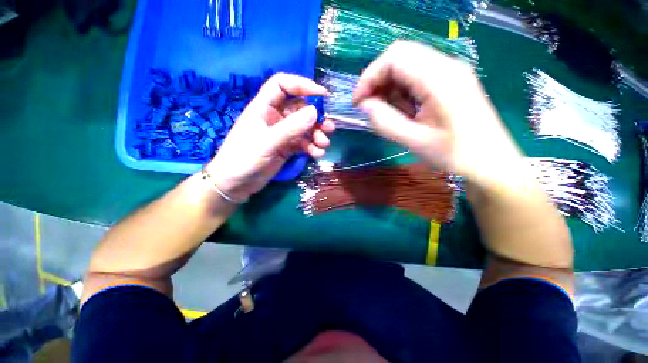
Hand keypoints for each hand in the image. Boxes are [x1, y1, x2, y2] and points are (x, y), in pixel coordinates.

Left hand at [205, 73, 335, 201]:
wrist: (236, 184)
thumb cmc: (244, 158)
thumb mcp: (268, 142)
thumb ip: (291, 127)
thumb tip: (315, 112)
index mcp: (264, 107)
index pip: (283, 85)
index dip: (302, 85)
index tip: (323, 95)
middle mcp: (275, 117)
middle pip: (300, 109)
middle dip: (316, 118)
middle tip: (329, 127)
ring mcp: (282, 134)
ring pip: (305, 128)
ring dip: (317, 134)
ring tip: (324, 144)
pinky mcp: (287, 148)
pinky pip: (303, 143)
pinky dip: (312, 147)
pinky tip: (317, 154)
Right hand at [353, 41, 523, 185]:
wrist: (490, 161)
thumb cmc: (455, 155)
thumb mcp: (415, 141)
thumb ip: (385, 122)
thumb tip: (364, 105)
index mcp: (440, 79)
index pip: (395, 57)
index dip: (370, 76)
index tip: (358, 102)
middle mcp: (446, 66)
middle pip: (400, 56)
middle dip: (377, 80)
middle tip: (369, 106)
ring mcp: (450, 72)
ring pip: (407, 65)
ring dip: (389, 87)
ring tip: (387, 112)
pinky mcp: (450, 81)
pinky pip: (417, 76)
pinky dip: (401, 91)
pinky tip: (403, 111)